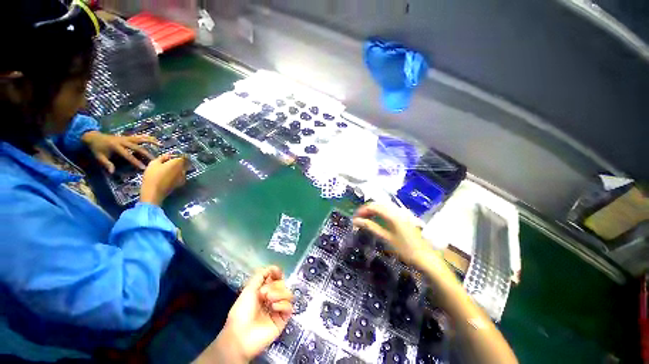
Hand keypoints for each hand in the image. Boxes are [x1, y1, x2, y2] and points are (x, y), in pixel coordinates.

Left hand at [81, 131, 159, 172]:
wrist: (93, 136)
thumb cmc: (97, 148)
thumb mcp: (99, 157)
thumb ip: (106, 164)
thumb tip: (112, 172)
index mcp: (116, 146)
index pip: (128, 155)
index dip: (136, 162)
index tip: (143, 167)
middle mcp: (123, 141)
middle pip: (137, 147)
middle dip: (146, 154)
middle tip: (155, 159)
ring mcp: (126, 138)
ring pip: (140, 139)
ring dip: (151, 141)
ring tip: (160, 145)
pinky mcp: (128, 136)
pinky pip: (139, 136)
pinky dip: (148, 137)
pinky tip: (155, 139)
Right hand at [139, 154, 187, 204]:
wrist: (154, 191)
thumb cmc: (153, 175)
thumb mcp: (154, 163)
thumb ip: (163, 157)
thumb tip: (169, 155)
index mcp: (178, 163)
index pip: (182, 157)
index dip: (176, 156)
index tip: (169, 157)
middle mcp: (183, 169)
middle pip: (183, 164)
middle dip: (177, 163)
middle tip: (166, 164)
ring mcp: (184, 177)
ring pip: (182, 170)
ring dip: (177, 169)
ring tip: (166, 171)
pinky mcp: (181, 183)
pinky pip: (180, 176)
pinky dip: (176, 175)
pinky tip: (168, 177)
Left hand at [220, 266, 292, 362]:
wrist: (241, 335)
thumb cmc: (242, 311)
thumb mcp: (248, 289)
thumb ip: (260, 275)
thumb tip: (272, 267)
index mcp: (263, 290)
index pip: (275, 278)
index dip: (277, 273)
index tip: (276, 272)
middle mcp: (271, 298)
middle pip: (282, 284)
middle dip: (274, 285)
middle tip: (264, 293)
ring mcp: (278, 308)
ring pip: (288, 293)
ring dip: (279, 293)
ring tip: (269, 300)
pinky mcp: (283, 319)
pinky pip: (289, 306)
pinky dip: (283, 304)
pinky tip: (274, 308)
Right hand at [353, 203, 432, 265]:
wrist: (426, 259)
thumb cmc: (405, 250)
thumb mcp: (386, 238)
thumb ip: (371, 227)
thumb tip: (356, 221)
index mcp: (392, 215)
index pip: (374, 207)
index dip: (363, 210)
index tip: (355, 218)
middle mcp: (397, 211)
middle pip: (378, 205)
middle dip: (367, 210)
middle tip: (359, 219)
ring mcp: (402, 214)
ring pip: (383, 207)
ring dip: (373, 211)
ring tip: (365, 219)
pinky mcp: (404, 219)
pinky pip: (389, 211)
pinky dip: (380, 213)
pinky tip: (377, 220)